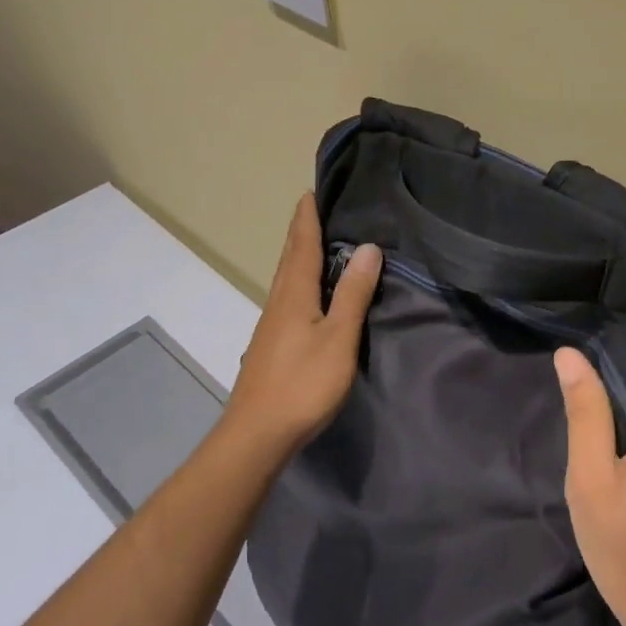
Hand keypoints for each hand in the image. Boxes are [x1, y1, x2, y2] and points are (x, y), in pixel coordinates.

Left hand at [227, 193, 381, 453]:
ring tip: (322, 240)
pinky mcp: (273, 344)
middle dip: (303, 230)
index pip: (301, 244)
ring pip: (288, 278)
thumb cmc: (302, 383)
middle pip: (290, 257)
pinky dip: (302, 279)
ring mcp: (272, 324)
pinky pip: (290, 297)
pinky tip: (314, 291)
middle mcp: (278, 301)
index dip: (308, 217)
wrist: (256, 436)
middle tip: (320, 207)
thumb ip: (353, 293)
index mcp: (293, 293)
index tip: (312, 190)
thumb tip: (368, 247)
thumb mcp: (338, 337)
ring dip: (302, 254)